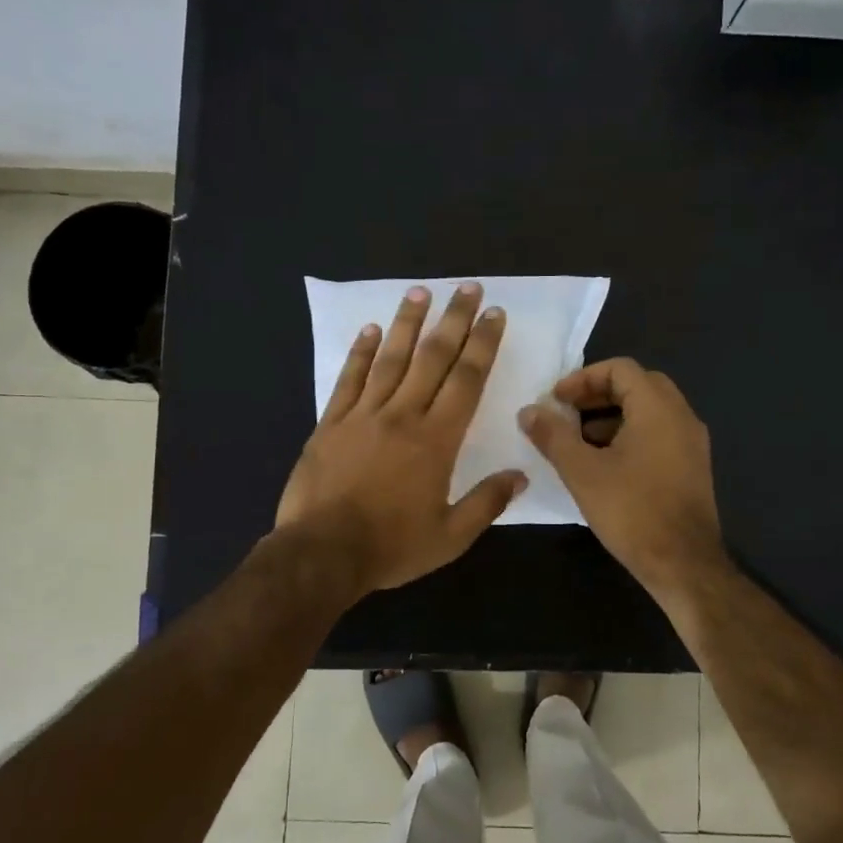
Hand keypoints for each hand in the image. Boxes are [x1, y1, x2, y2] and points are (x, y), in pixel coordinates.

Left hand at [276, 282, 526, 597]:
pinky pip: (349, 380)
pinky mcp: (330, 423)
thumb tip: (520, 475)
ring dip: (407, 323)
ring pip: (390, 359)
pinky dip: (360, 353)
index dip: (483, 345)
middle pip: (433, 358)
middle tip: (468, 288)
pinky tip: (370, 330)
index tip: (494, 315)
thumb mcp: (450, 537)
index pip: (466, 380)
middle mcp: (402, 416)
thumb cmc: (391, 547)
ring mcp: (362, 415)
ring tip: (420, 292)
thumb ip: (487, 503)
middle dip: (454, 320)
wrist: (322, 553)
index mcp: (436, 440)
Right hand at [517, 358, 729, 602]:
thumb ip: (553, 436)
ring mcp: (692, 442)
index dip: (583, 378)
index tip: (556, 400)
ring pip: (649, 411)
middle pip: (637, 385)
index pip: (620, 368)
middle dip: (597, 395)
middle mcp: (682, 416)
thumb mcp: (581, 471)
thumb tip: (529, 411)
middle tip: (566, 414)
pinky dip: (630, 435)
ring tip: (579, 442)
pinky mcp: (692, 467)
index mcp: (658, 408)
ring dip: (612, 416)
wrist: (683, 563)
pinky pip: (659, 434)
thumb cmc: (631, 511)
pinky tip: (605, 465)